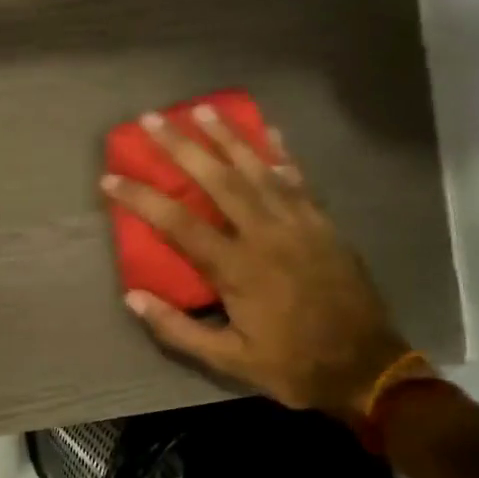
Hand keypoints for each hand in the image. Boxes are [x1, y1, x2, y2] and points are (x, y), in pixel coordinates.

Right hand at [101, 107, 409, 422]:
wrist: (367, 369)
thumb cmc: (292, 365)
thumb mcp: (230, 361)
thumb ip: (178, 330)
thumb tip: (132, 298)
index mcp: (238, 269)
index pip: (179, 223)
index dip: (142, 198)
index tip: (110, 178)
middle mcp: (266, 235)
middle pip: (217, 180)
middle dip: (181, 146)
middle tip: (152, 119)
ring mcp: (300, 224)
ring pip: (258, 169)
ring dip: (228, 137)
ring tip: (202, 109)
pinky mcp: (324, 224)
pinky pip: (299, 179)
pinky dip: (282, 154)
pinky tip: (270, 130)